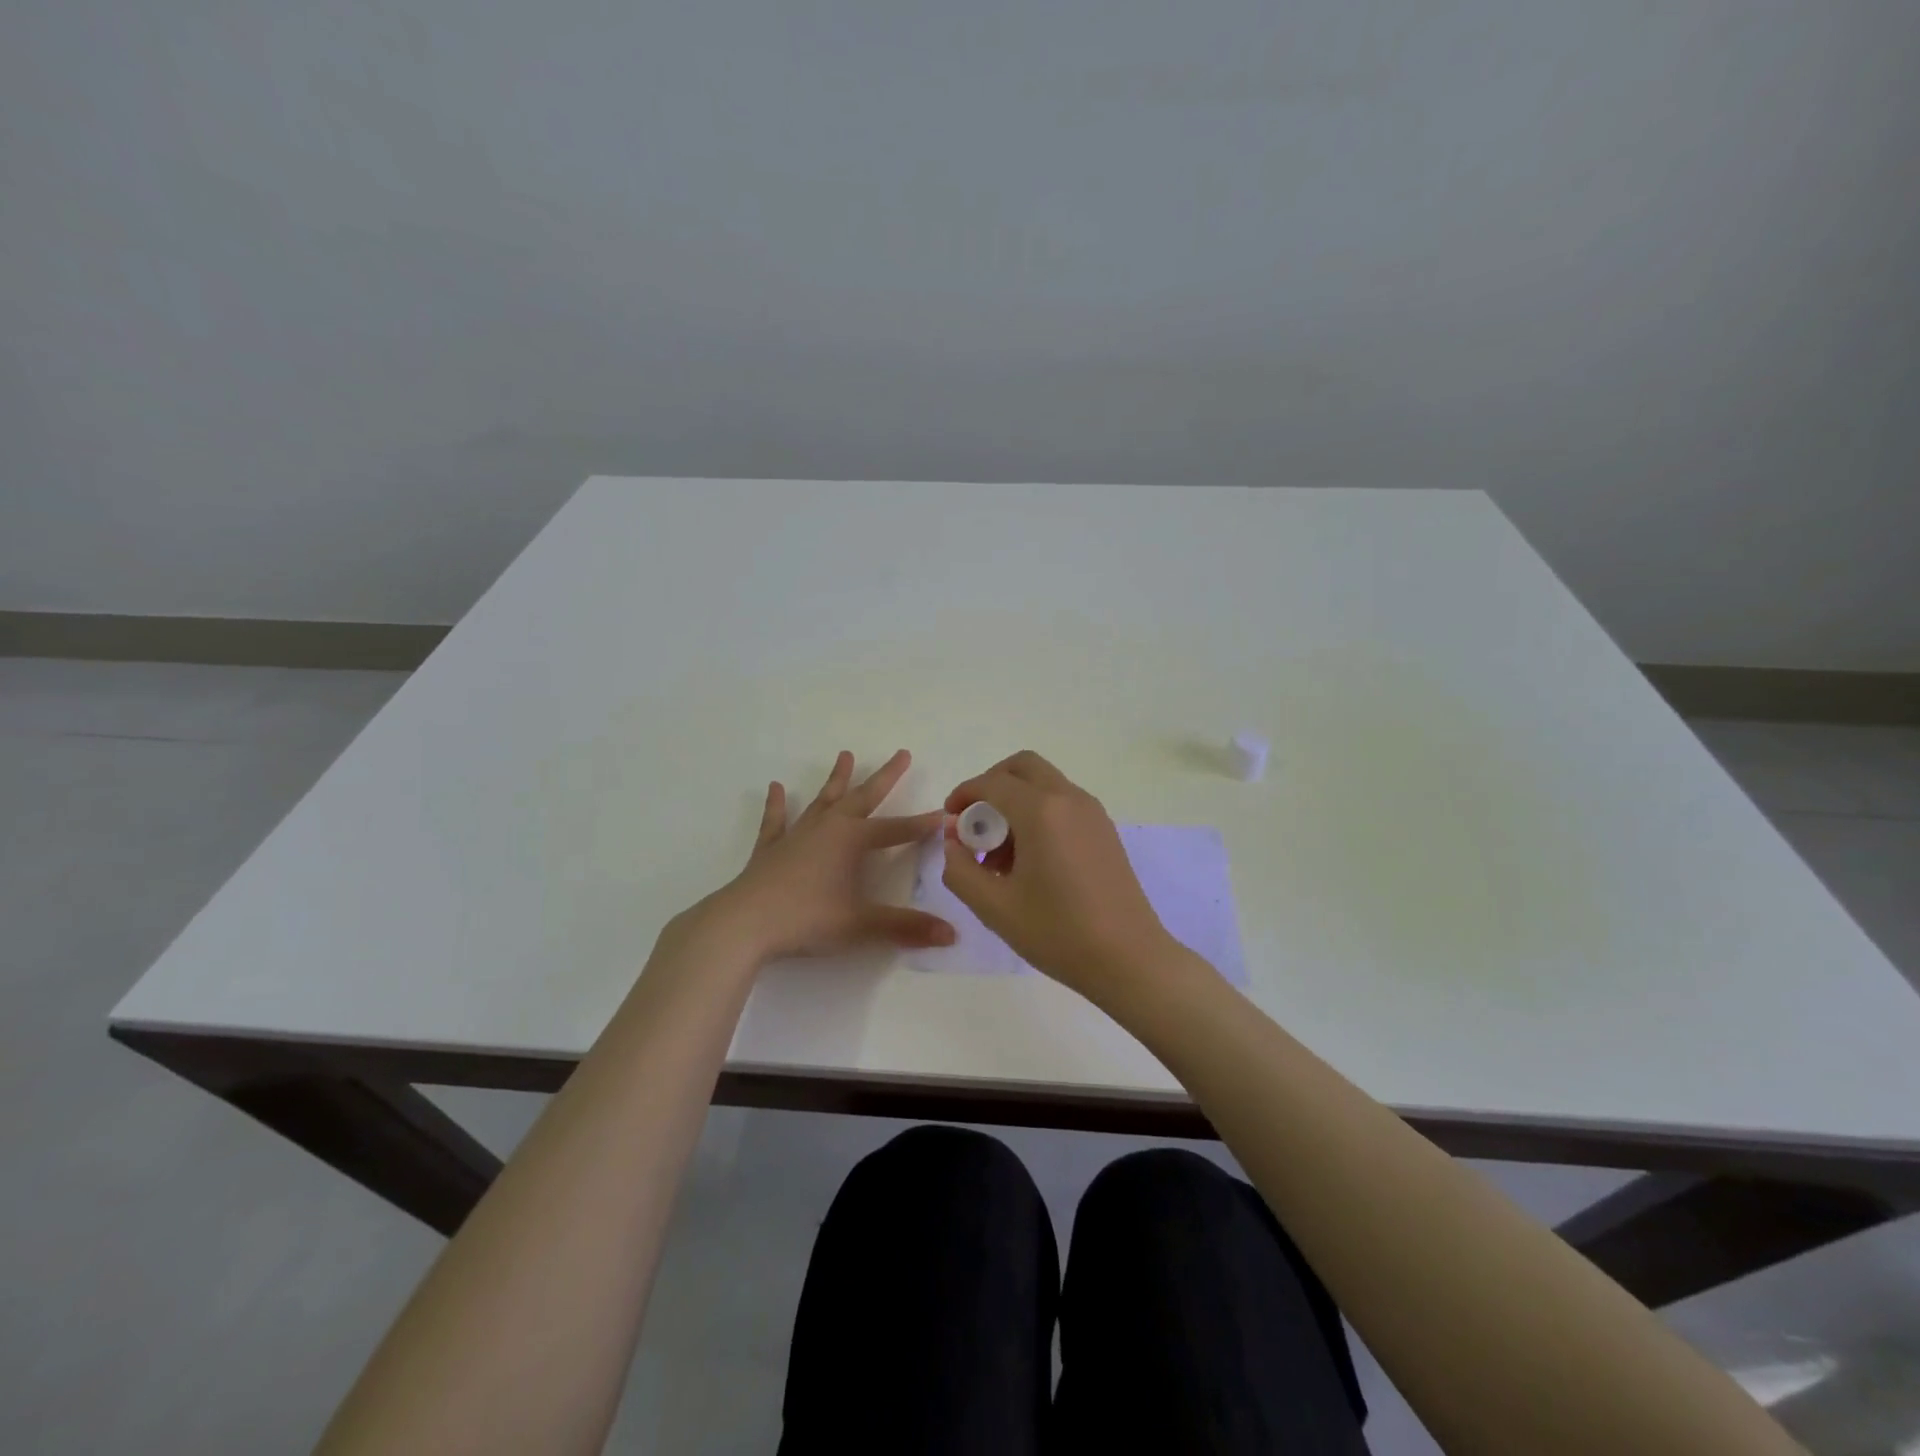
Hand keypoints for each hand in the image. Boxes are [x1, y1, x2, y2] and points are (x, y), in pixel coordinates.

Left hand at [706, 749, 953, 961]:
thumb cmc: (807, 919)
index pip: (896, 830)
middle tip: (902, 754)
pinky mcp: (770, 849)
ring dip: (836, 779)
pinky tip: (775, 788)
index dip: (922, 826)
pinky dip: (777, 805)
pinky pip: (776, 821)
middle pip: (862, 797)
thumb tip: (952, 934)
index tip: (944, 816)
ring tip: (845, 755)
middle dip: (885, 777)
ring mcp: (796, 835)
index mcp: (851, 840)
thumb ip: (906, 927)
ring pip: (822, 801)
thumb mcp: (861, 925)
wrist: (744, 924)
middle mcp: (827, 828)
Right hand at [940, 750, 1173, 997]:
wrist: (1129, 959)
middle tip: (975, 822)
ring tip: (1000, 853)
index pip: (992, 783)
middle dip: (992, 784)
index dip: (964, 795)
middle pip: (1023, 767)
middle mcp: (1069, 799)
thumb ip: (960, 868)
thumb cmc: (1058, 932)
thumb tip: (952, 841)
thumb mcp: (994, 906)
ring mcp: (1093, 813)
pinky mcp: (1105, 830)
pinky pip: (1063, 803)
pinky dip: (1039, 813)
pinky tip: (1030, 860)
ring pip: (1045, 784)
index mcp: (1042, 811)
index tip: (949, 820)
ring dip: (1015, 801)